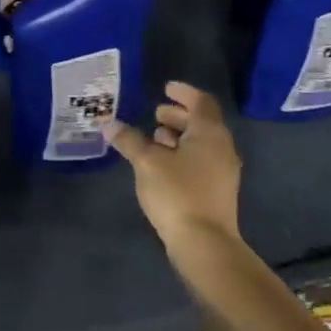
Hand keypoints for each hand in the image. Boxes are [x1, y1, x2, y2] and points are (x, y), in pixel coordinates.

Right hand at [104, 81, 242, 249]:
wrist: (205, 243)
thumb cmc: (177, 193)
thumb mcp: (147, 163)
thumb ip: (129, 140)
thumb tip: (109, 124)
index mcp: (209, 133)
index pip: (201, 102)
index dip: (183, 92)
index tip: (166, 88)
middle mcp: (221, 147)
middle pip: (202, 122)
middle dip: (178, 115)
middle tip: (156, 112)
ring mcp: (222, 170)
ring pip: (200, 143)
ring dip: (178, 135)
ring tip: (154, 137)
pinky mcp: (216, 190)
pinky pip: (200, 160)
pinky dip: (182, 153)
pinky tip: (161, 163)